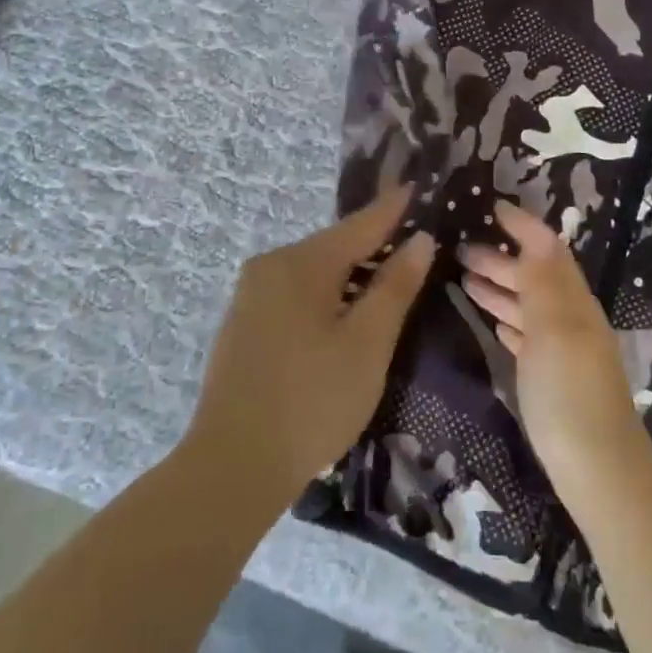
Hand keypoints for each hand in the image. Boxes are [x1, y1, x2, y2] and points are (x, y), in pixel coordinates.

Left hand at [185, 186, 435, 508]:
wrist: (232, 466)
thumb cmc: (312, 401)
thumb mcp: (367, 344)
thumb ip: (395, 287)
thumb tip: (420, 239)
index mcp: (302, 263)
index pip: (361, 224)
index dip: (393, 208)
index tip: (417, 186)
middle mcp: (271, 265)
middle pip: (336, 246)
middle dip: (374, 246)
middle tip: (413, 245)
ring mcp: (251, 295)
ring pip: (315, 271)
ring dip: (351, 275)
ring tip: (388, 282)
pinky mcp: (244, 324)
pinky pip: (296, 293)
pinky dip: (326, 295)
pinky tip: (342, 317)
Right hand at [460, 201, 651, 501]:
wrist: (597, 470)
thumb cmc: (569, 392)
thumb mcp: (554, 327)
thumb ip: (543, 279)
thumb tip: (535, 231)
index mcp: (573, 301)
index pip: (547, 249)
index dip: (523, 225)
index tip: (492, 207)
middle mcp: (570, 318)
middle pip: (534, 276)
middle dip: (501, 258)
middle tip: (461, 249)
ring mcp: (563, 350)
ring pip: (528, 305)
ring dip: (500, 287)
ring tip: (464, 278)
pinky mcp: (552, 378)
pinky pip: (527, 335)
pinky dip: (508, 320)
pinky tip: (493, 322)